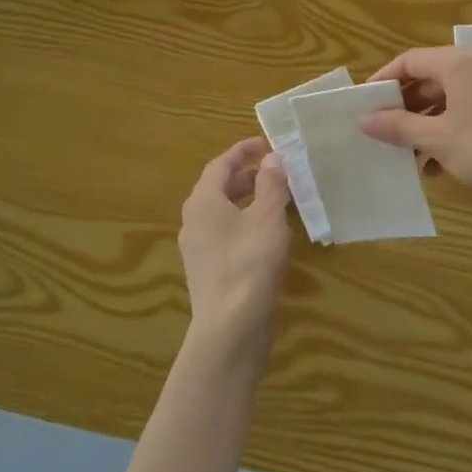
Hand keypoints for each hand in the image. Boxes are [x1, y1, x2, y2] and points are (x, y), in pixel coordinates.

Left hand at [178, 136, 291, 362]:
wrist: (230, 326)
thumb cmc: (249, 262)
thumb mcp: (267, 217)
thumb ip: (271, 184)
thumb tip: (273, 158)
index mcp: (203, 202)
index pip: (219, 165)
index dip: (242, 151)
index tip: (264, 144)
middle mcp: (194, 221)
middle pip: (219, 188)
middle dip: (247, 176)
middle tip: (275, 172)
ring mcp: (198, 249)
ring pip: (223, 213)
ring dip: (248, 201)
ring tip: (278, 200)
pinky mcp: (209, 271)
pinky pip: (227, 235)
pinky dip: (246, 224)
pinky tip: (269, 235)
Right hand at [360, 47, 471, 207]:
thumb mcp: (437, 139)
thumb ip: (398, 126)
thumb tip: (365, 119)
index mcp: (458, 64)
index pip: (410, 61)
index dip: (383, 80)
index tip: (365, 103)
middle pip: (431, 78)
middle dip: (406, 107)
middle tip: (385, 132)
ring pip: (451, 98)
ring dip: (428, 124)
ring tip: (411, 155)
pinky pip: (471, 110)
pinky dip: (452, 129)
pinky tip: (441, 164)